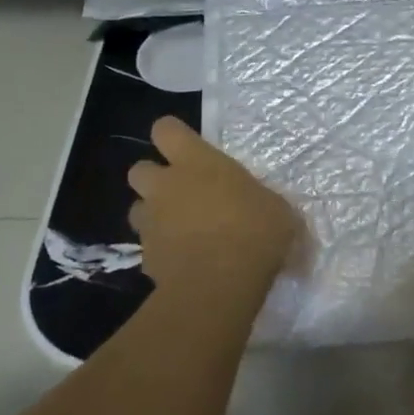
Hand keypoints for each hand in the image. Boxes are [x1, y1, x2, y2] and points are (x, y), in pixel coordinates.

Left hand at [128, 117, 300, 300]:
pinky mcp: (145, 258)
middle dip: (155, 178)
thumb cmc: (254, 232)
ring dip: (154, 215)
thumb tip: (268, 210)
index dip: (173, 135)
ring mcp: (151, 223)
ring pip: (138, 209)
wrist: (219, 285)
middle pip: (139, 169)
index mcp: (197, 162)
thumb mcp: (276, 209)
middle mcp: (166, 186)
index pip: (166, 130)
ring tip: (180, 229)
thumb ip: (260, 202)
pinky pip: (149, 247)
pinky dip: (162, 251)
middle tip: (182, 192)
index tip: (189, 147)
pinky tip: (184, 262)